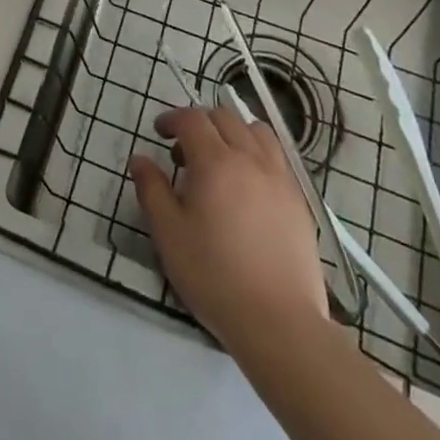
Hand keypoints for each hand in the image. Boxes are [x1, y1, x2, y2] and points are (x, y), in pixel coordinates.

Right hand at [129, 104, 328, 351]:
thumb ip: (151, 189)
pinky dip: (257, 152)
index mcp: (215, 161)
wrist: (279, 322)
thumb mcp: (168, 234)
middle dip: (200, 123)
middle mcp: (250, 158)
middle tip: (184, 151)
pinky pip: (277, 156)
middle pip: (224, 118)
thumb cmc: (214, 275)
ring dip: (233, 132)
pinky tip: (248, 183)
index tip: (159, 133)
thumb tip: (140, 159)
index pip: (192, 119)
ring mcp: (280, 177)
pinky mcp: (299, 200)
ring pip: (256, 131)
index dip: (172, 118)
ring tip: (221, 159)